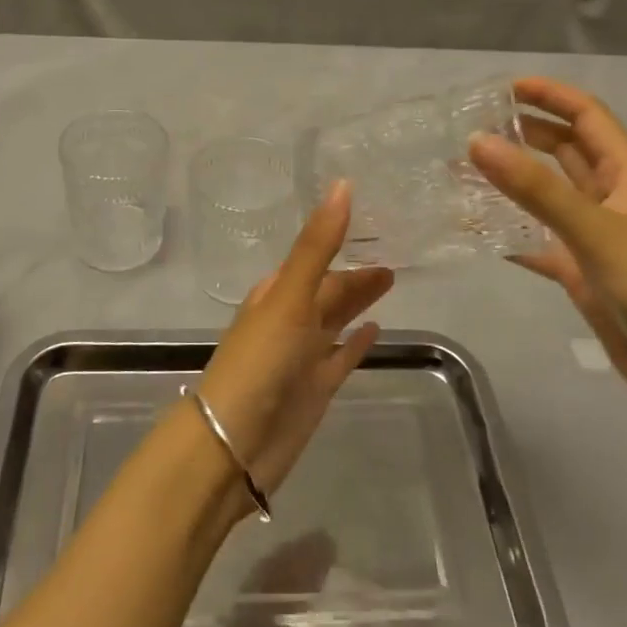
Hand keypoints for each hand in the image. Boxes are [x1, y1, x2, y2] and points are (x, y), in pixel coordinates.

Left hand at [196, 182, 390, 497]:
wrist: (233, 443)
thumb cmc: (259, 361)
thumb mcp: (289, 296)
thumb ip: (317, 244)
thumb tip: (342, 184)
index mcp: (277, 293)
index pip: (316, 259)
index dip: (340, 239)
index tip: (372, 221)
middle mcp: (290, 320)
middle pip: (329, 290)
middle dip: (355, 274)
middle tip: (393, 256)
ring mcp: (303, 356)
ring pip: (336, 320)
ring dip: (358, 303)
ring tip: (390, 281)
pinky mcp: (317, 389)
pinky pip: (341, 357)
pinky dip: (356, 343)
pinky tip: (375, 331)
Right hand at [469, 77, 626, 412]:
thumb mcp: (595, 228)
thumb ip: (535, 187)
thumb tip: (477, 140)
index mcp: (625, 173)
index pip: (586, 115)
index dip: (549, 96)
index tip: (502, 88)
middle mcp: (610, 196)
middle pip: (565, 150)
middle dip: (525, 134)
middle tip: (473, 127)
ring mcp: (595, 235)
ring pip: (547, 195)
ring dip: (512, 182)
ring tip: (462, 172)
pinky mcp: (583, 272)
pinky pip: (538, 241)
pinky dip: (511, 233)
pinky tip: (476, 231)